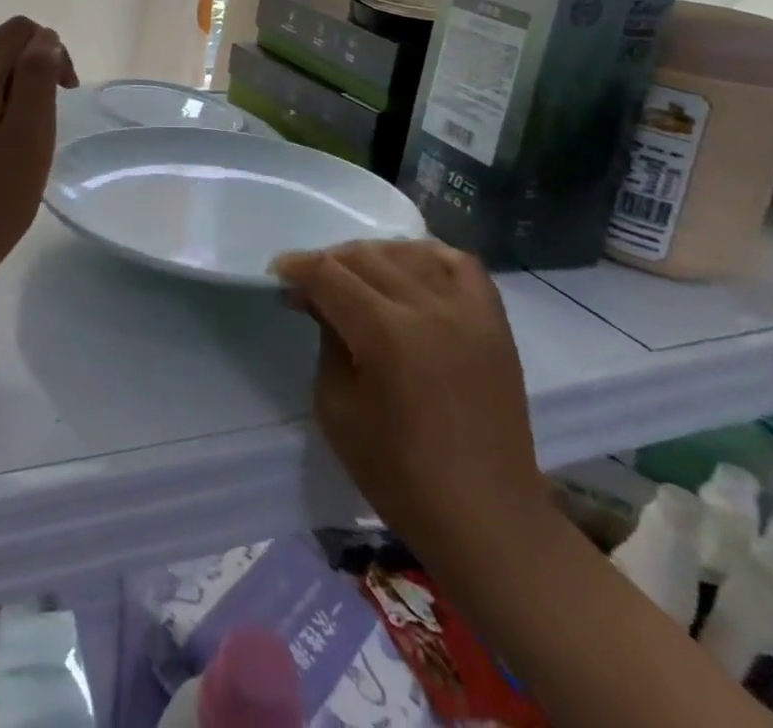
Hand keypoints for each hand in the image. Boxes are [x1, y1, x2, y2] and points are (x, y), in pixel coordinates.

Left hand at [0, 17, 77, 287]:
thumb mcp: (30, 130)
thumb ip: (38, 75)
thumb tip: (46, 38)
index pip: (19, 29)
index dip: (51, 50)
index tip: (65, 92)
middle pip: (3, 48)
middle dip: (35, 73)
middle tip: (47, 123)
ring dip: (20, 93)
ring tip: (28, 139)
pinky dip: (1, 108)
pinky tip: (6, 146)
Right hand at [271, 241, 547, 562]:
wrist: (489, 520)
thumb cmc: (401, 476)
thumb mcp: (337, 410)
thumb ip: (327, 343)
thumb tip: (321, 304)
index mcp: (387, 335)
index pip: (329, 274)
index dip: (297, 267)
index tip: (278, 274)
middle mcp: (430, 310)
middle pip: (365, 256)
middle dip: (327, 263)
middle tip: (310, 287)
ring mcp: (469, 313)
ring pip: (407, 253)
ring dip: (372, 257)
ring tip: (356, 280)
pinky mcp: (495, 324)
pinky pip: (460, 265)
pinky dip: (427, 258)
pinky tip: (409, 272)